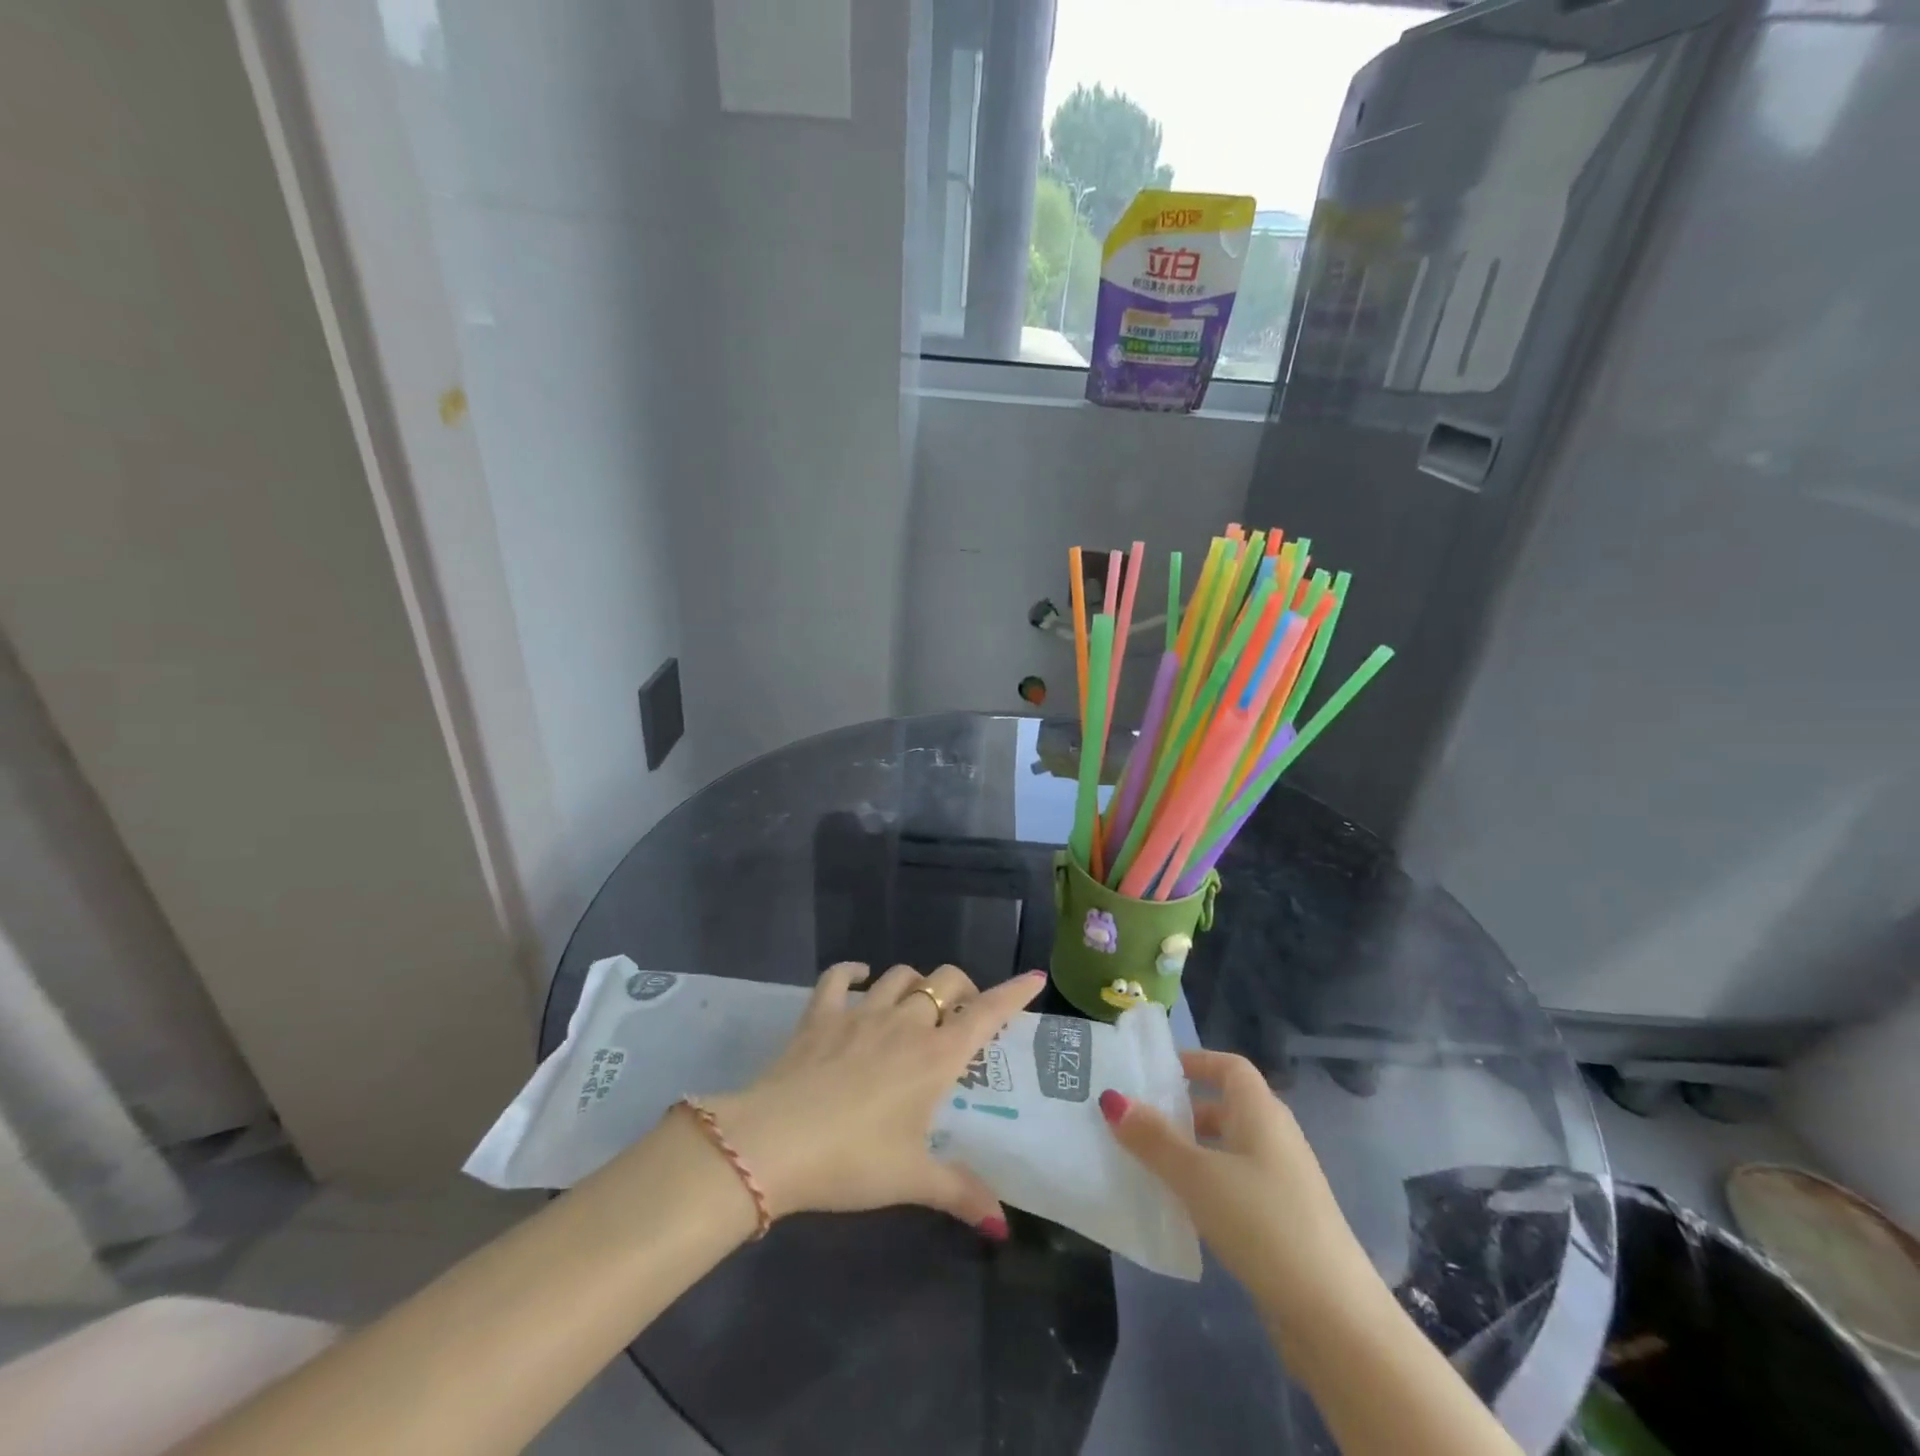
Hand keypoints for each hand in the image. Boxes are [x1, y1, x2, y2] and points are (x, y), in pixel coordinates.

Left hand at [703, 963, 1046, 1235]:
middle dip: (962, 988)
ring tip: (916, 1003)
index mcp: (935, 1056)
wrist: (774, 1143)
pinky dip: (852, 971)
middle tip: (961, 1014)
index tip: (1035, 978)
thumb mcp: (912, 1179)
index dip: (1014, 993)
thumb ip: (960, 1192)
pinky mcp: (821, 1014)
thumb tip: (1001, 1223)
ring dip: (915, 982)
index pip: (986, 1013)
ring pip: (900, 975)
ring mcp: (861, 1012)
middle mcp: (905, 1023)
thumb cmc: (853, 1160)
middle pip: (945, 981)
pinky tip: (859, 976)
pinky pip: (839, 976)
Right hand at [1099, 1049, 1373, 1316]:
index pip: (1229, 1066)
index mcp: (1261, 1112)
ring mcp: (1283, 1182)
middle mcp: (1275, 1137)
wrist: (1334, 1317)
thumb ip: (1153, 1138)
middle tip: (1139, 1120)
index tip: (1155, 1073)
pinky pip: (1236, 1185)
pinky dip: (1208, 1186)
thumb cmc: (1262, 1222)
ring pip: (1229, 1149)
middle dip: (1184, 1110)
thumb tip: (1112, 1098)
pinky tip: (1182, 1209)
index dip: (1195, 1062)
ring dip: (1192, 1151)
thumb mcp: (1197, 1174)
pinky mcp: (1284, 1222)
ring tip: (1149, 1164)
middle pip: (1226, 1107)